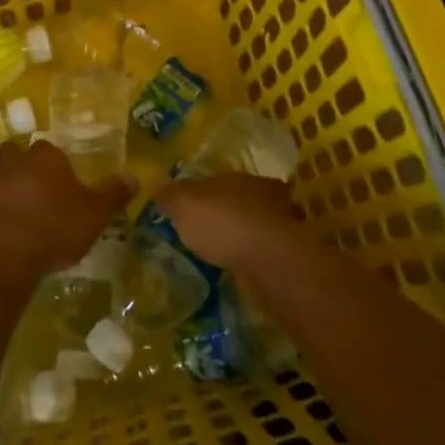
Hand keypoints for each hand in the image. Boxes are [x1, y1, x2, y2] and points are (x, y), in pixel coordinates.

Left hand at [0, 139, 135, 294]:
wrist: (9, 256)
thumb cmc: (57, 231)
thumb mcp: (96, 215)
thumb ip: (114, 193)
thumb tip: (134, 175)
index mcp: (46, 159)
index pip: (48, 149)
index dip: (52, 162)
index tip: (57, 178)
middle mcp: (13, 160)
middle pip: (13, 148)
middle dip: (16, 158)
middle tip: (25, 178)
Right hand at [150, 172, 303, 273]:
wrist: (269, 260)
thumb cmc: (223, 223)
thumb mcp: (184, 204)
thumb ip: (170, 194)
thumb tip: (157, 182)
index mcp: (238, 177)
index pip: (219, 180)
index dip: (204, 192)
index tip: (193, 206)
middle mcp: (264, 194)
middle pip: (242, 199)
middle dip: (229, 211)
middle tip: (209, 229)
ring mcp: (280, 224)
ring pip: (258, 224)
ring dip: (244, 234)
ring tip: (224, 251)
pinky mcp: (287, 253)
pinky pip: (265, 249)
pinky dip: (254, 255)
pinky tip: (240, 266)